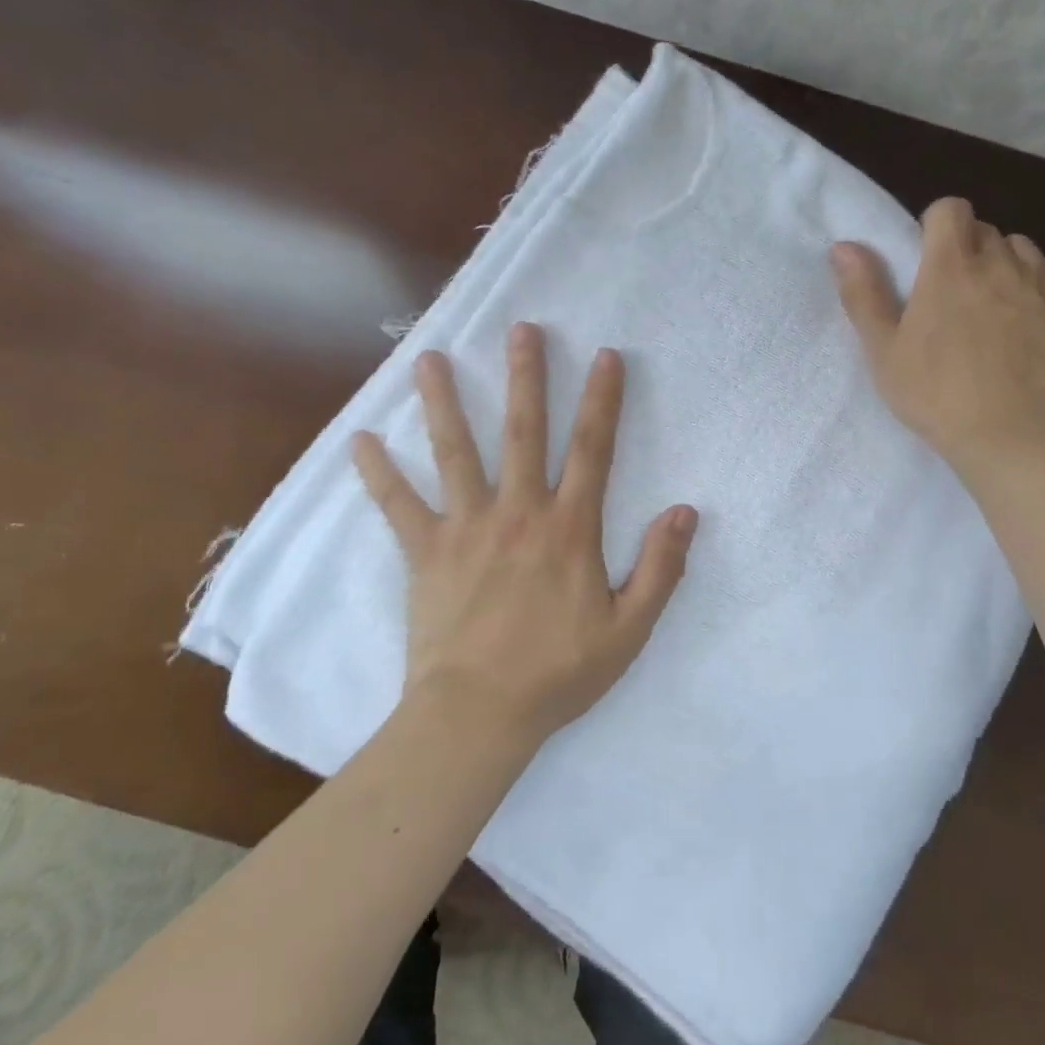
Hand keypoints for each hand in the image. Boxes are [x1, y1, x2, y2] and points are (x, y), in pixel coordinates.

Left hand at [354, 323, 697, 742]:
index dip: (603, 400)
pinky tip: (359, 440)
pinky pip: (398, 505)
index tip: (606, 356)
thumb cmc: (557, 674)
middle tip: (521, 329)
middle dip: (525, 377)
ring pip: (455, 452)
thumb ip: (660, 569)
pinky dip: (378, 473)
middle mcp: (518, 513)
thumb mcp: (628, 630)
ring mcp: (467, 528)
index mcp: (569, 529)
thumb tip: (686, 511)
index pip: (592, 450)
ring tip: (429, 358)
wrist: (478, 715)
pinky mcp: (425, 552)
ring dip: (444, 402)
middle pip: (523, 432)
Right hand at [831, 197, 1044, 476]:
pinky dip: (1037, 278)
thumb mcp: (883, 350)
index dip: (934, 224)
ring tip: (988, 301)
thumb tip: (843, 246)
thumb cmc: (935, 393)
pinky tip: (1024, 308)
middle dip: (964, 247)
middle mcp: (999, 262)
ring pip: (1020, 247)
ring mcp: (1040, 284)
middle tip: (948, 292)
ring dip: (1001, 261)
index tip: (923, 257)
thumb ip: (863, 293)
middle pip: (983, 228)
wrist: (1010, 436)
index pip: (950, 208)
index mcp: (949, 267)